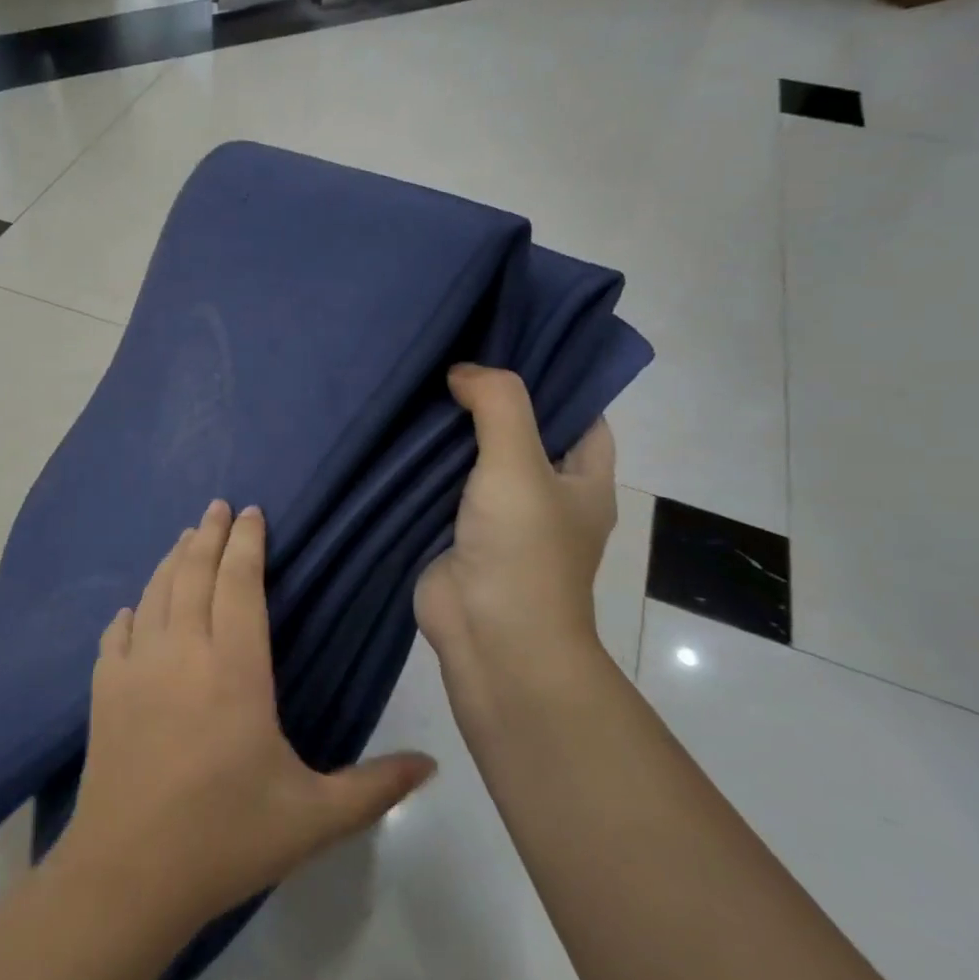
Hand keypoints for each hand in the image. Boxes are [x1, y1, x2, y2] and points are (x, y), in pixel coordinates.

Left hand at [58, 500, 436, 934]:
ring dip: (172, 559)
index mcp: (234, 669)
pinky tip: (135, 609)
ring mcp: (136, 667)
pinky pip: (116, 634)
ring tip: (186, 537)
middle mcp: (182, 651)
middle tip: (219, 506)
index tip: (253, 513)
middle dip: (209, 534)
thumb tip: (433, 764)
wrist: (128, 875)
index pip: (240, 584)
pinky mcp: (103, 690)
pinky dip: (131, 612)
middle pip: (194, 573)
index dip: (247, 543)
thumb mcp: (313, 818)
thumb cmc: (226, 839)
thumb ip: (376, 787)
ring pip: (155, 593)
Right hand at [415, 365, 617, 726]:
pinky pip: (440, 488)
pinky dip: (423, 465)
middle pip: (521, 431)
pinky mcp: (455, 533)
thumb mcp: (519, 462)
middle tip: (452, 354)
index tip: (509, 343)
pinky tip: (395, 433)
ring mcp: (497, 516)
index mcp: (582, 478)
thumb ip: (498, 404)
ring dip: (450, 432)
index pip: (577, 412)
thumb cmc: (523, 548)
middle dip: (490, 399)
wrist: (490, 636)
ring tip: (418, 382)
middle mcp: (544, 494)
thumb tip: (462, 371)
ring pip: (475, 459)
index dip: (550, 378)